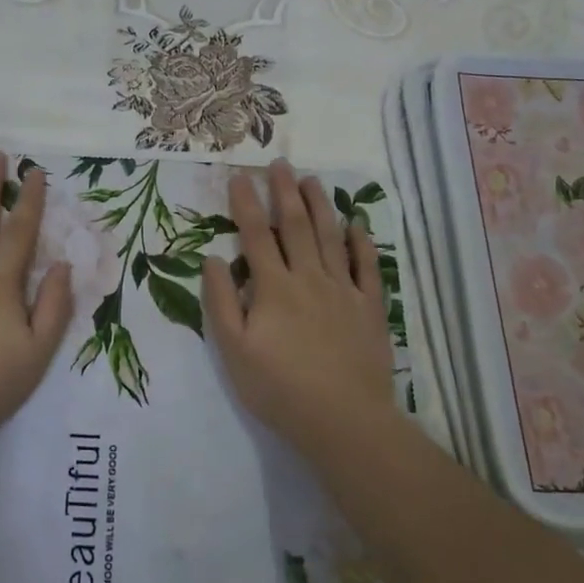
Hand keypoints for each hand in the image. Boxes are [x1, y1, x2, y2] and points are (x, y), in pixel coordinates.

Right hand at [201, 160, 395, 456]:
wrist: (343, 419)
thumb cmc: (279, 388)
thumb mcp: (233, 350)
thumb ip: (221, 302)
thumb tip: (213, 259)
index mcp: (273, 288)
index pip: (256, 235)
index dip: (246, 204)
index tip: (239, 177)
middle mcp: (309, 278)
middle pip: (295, 226)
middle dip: (285, 192)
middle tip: (280, 163)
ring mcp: (343, 290)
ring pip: (330, 237)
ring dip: (320, 205)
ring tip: (313, 179)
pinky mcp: (370, 308)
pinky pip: (367, 267)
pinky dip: (362, 243)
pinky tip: (356, 225)